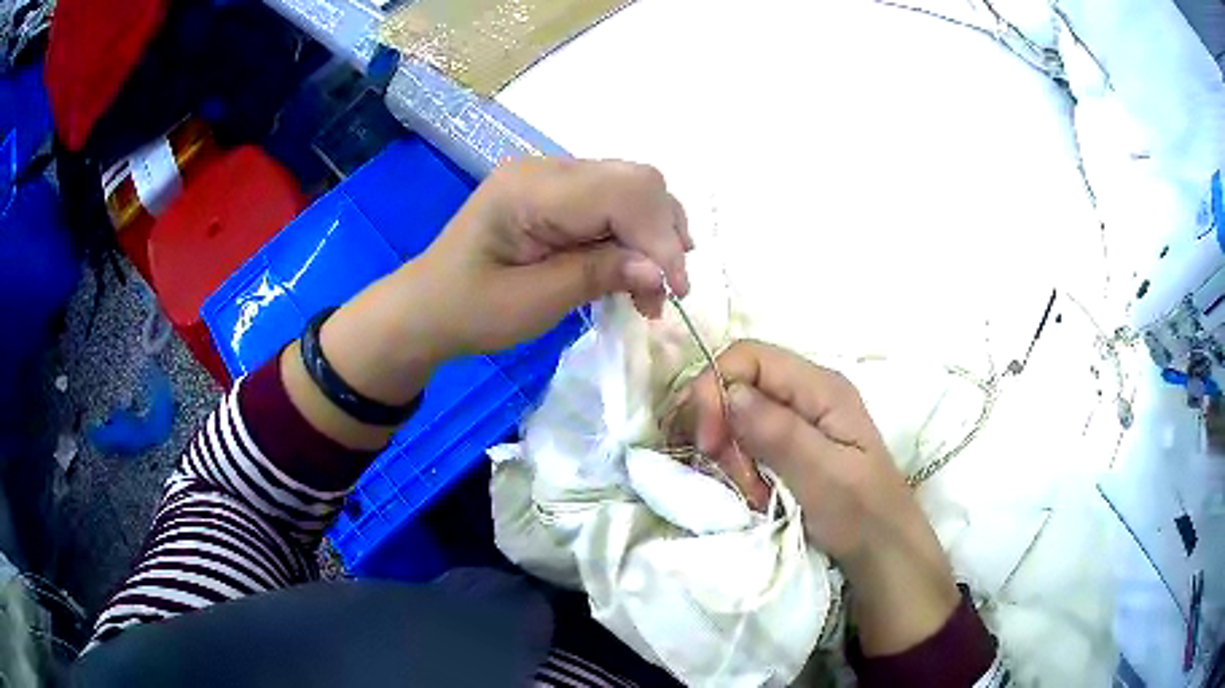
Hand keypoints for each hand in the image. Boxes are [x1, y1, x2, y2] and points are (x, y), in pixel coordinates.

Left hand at [402, 157, 692, 358]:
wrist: (427, 308)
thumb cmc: (469, 311)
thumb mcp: (532, 303)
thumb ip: (597, 276)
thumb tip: (660, 269)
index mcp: (529, 189)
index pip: (621, 191)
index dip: (659, 236)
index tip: (675, 289)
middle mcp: (545, 169)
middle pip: (635, 180)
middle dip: (661, 234)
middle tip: (663, 292)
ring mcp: (552, 177)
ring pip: (632, 188)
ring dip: (653, 235)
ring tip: (650, 287)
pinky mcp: (557, 193)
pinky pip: (613, 202)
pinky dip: (634, 235)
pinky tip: (632, 270)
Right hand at [680, 341, 959, 654]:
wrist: (882, 550)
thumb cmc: (862, 514)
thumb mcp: (825, 477)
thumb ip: (780, 433)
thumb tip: (729, 391)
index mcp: (821, 388)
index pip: (749, 357)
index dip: (715, 388)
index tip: (707, 442)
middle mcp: (806, 393)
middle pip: (737, 384)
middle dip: (721, 428)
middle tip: (734, 475)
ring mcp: (797, 419)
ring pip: (736, 416)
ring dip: (729, 454)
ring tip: (751, 491)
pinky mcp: (788, 445)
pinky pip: (745, 442)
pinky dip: (737, 468)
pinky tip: (753, 493)